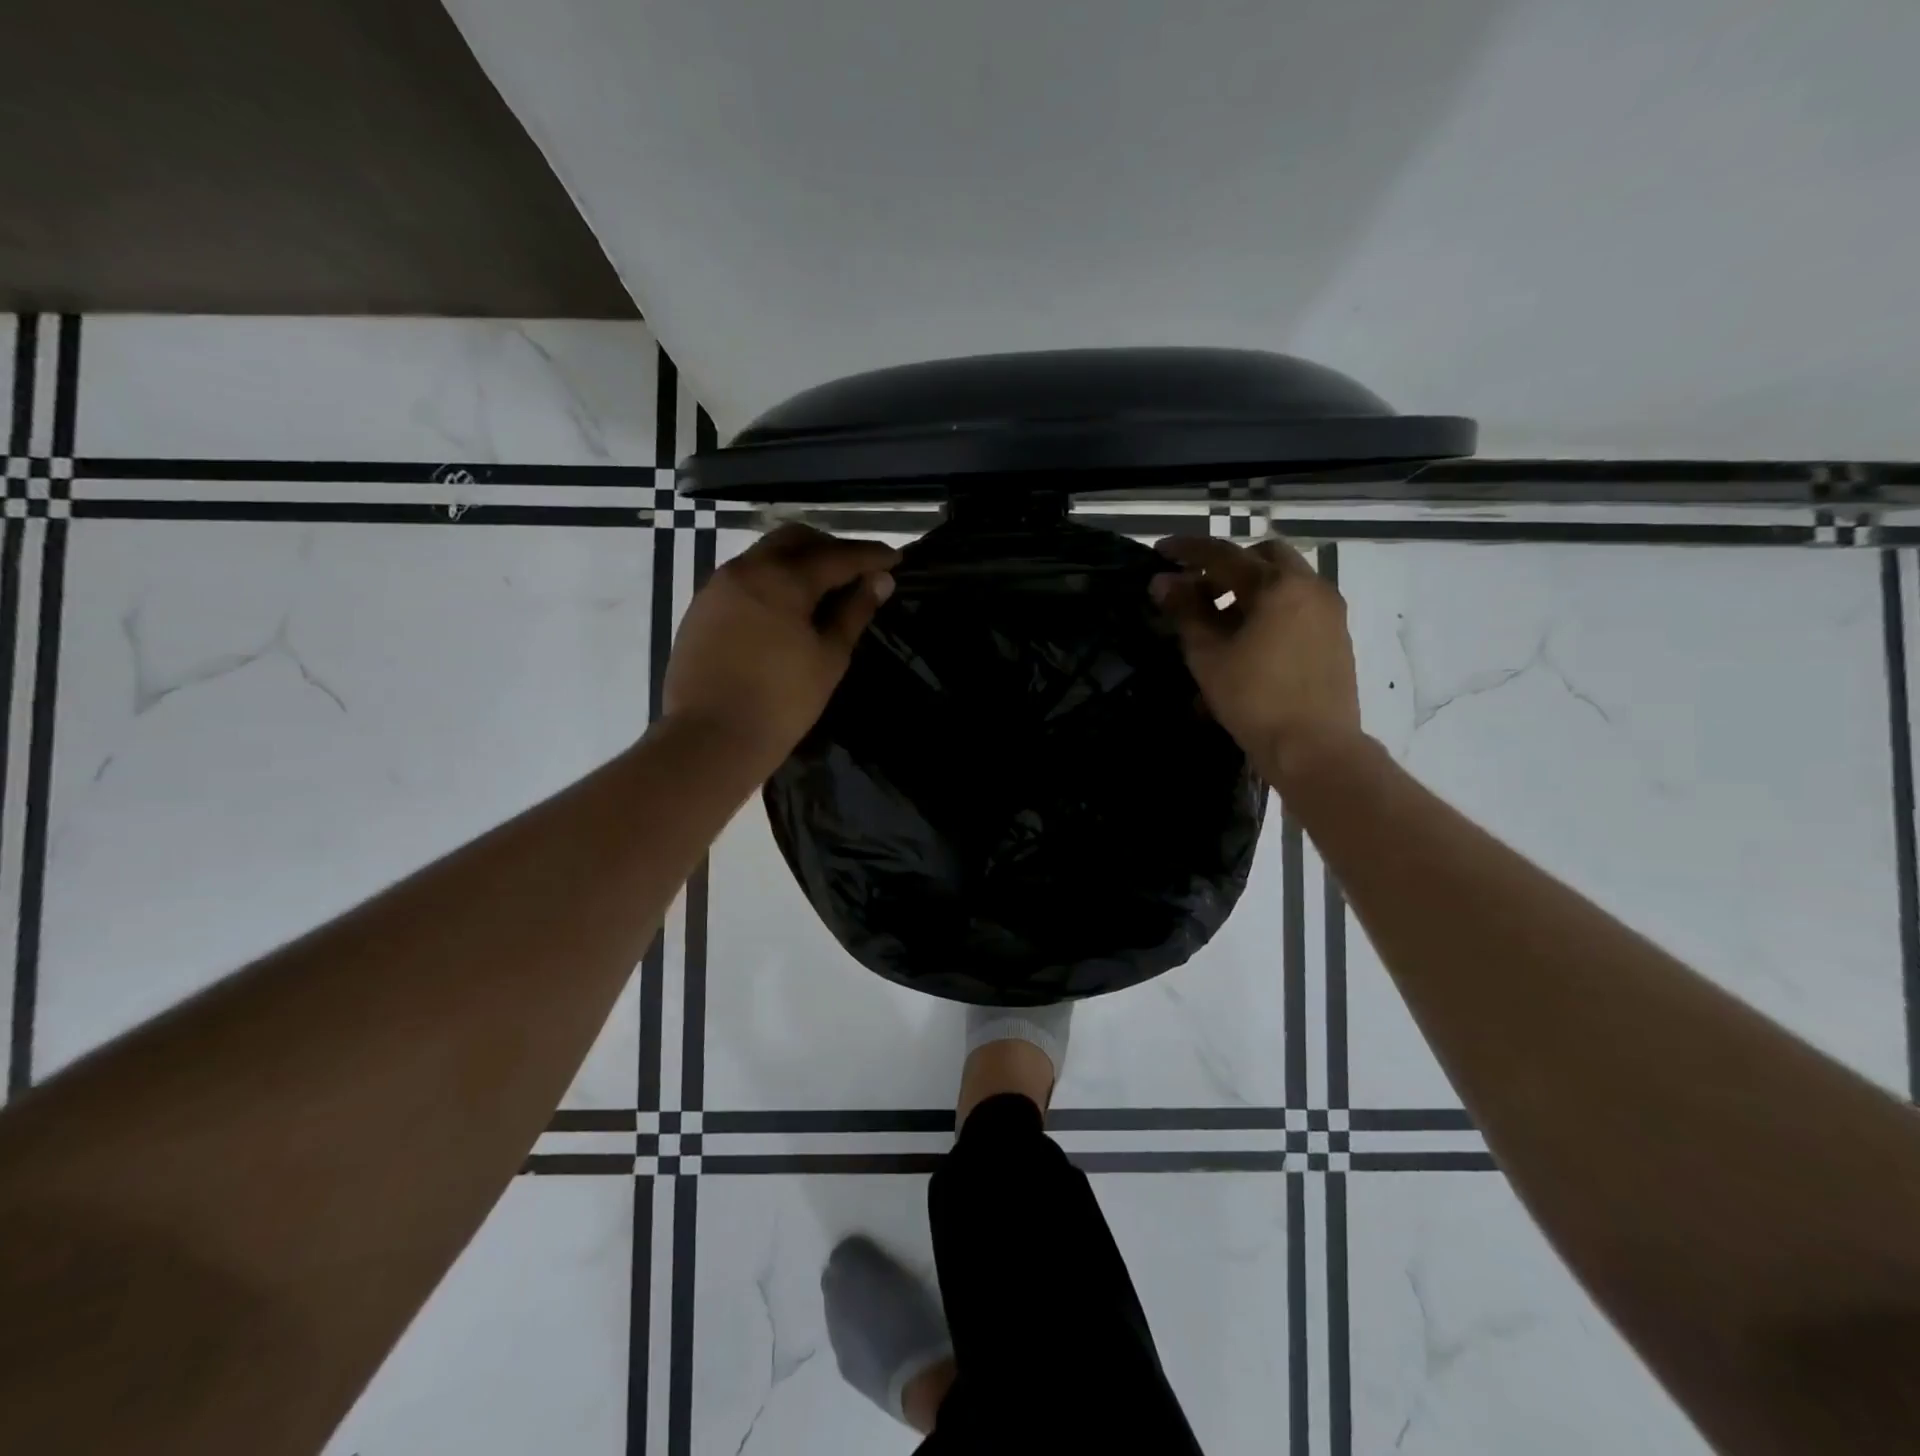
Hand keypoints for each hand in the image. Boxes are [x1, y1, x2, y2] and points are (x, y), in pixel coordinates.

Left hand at [664, 523, 899, 771]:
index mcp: (782, 578)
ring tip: (824, 591)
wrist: (709, 738)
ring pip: (766, 555)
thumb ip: (854, 612)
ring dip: (799, 562)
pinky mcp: (702, 607)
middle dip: (831, 548)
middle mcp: (746, 568)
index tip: (896, 558)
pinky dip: (773, 580)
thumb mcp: (829, 657)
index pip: (837, 555)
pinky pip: (745, 577)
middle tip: (858, 572)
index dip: (870, 555)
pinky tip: (786, 609)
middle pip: (795, 540)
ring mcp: (718, 586)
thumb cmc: (781, 702)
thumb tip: (880, 580)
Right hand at [1151, 534, 1362, 773]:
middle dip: (1227, 566)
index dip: (1187, 551)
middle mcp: (1310, 587)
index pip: (1224, 555)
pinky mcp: (1336, 637)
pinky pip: (1298, 606)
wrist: (1314, 748)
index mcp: (1278, 585)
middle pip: (1264, 557)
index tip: (1161, 551)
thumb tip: (1163, 582)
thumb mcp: (1208, 655)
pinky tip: (1248, 641)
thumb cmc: (1254, 699)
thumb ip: (1185, 612)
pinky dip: (1270, 608)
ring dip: (1250, 588)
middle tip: (1198, 591)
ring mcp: (1329, 612)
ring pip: (1285, 581)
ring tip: (1219, 621)